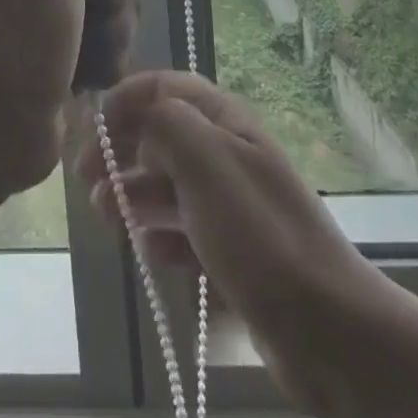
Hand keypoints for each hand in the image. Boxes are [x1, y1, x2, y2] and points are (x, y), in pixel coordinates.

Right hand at [80, 70, 385, 417]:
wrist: (329, 329)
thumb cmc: (258, 233)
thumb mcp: (205, 161)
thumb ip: (164, 122)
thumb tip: (138, 114)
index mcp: (225, 122)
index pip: (167, 87)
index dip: (127, 97)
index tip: (93, 124)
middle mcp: (227, 155)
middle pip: (163, 136)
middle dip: (123, 150)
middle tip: (88, 178)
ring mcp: (232, 205)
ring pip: (169, 186)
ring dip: (134, 194)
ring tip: (107, 215)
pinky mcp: (234, 252)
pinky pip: (185, 233)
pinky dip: (162, 236)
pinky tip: (148, 251)